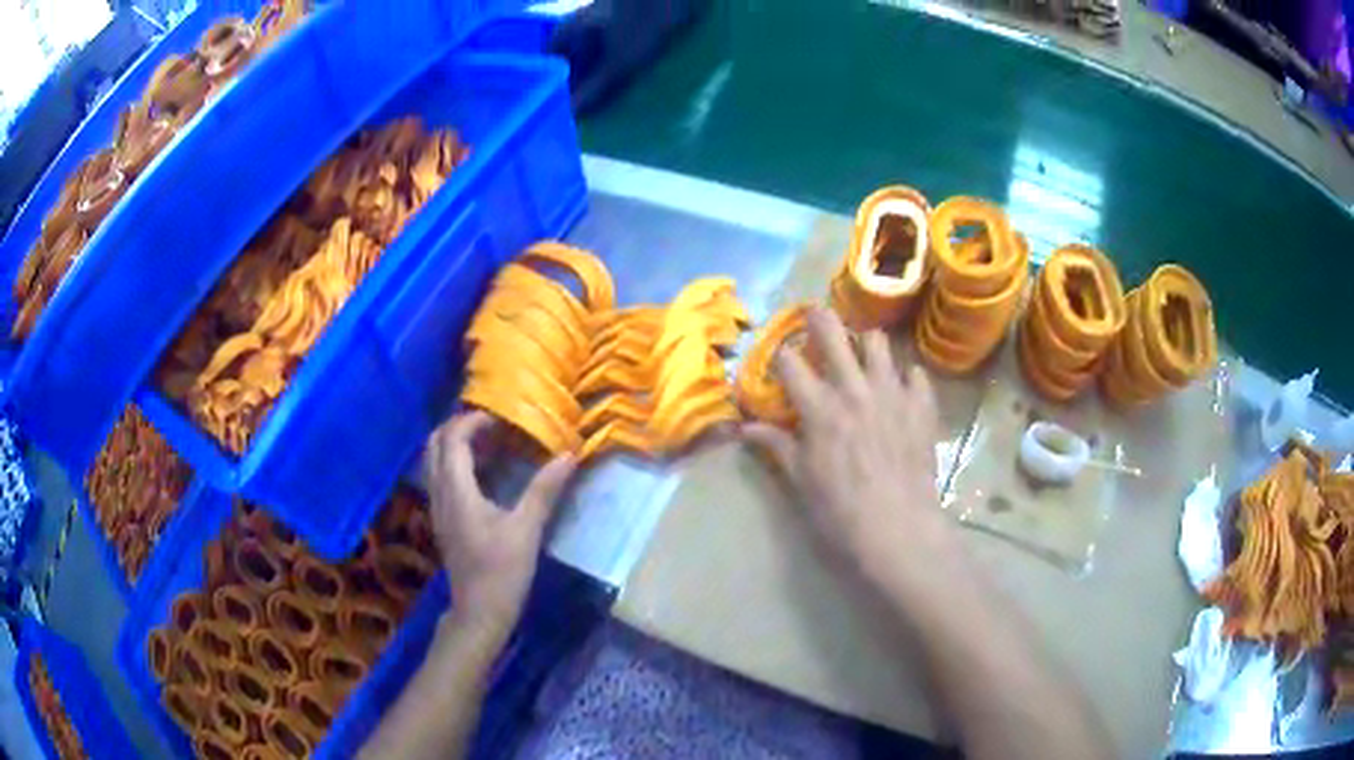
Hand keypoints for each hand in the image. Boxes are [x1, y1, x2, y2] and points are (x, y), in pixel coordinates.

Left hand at [425, 411, 575, 637]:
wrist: (479, 613)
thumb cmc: (502, 572)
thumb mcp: (527, 530)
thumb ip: (544, 490)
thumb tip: (568, 455)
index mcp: (457, 491)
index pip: (452, 439)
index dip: (472, 421)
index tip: (500, 418)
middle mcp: (440, 494)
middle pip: (434, 444)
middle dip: (458, 427)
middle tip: (491, 425)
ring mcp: (437, 508)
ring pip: (434, 461)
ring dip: (456, 444)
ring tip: (490, 444)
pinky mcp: (443, 520)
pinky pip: (440, 477)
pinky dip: (455, 463)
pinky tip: (484, 474)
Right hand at [744, 307, 952, 588]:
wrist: (899, 529)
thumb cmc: (841, 511)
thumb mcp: (800, 481)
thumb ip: (776, 447)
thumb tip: (745, 428)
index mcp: (819, 407)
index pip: (790, 362)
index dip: (779, 355)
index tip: (778, 358)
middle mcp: (854, 388)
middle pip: (833, 333)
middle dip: (818, 319)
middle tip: (814, 315)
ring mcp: (893, 392)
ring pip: (878, 342)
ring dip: (865, 342)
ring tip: (862, 354)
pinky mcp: (922, 405)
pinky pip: (915, 373)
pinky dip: (906, 374)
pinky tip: (902, 388)